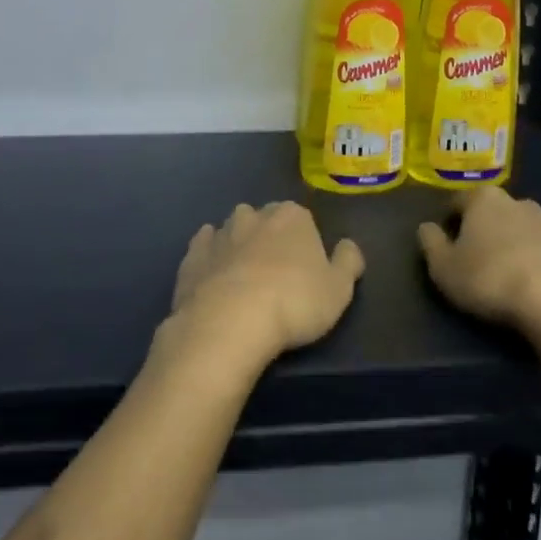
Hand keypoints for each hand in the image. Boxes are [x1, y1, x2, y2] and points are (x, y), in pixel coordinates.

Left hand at [166, 202, 363, 373]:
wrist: (228, 324)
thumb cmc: (293, 304)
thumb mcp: (339, 290)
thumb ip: (348, 262)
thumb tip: (348, 246)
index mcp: (292, 216)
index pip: (303, 219)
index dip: (305, 244)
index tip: (307, 270)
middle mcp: (254, 215)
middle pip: (266, 220)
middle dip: (270, 238)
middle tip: (277, 275)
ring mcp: (219, 234)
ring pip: (233, 231)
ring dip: (239, 246)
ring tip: (245, 280)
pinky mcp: (192, 257)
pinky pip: (204, 248)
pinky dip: (210, 258)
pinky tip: (215, 279)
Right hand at [418, 188, 540, 335]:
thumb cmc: (489, 280)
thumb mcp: (443, 268)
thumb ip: (430, 243)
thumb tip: (427, 227)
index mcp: (484, 200)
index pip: (459, 201)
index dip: (450, 220)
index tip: (447, 242)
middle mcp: (518, 201)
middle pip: (495, 210)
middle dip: (486, 227)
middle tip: (478, 256)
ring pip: (526, 225)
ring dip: (517, 238)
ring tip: (511, 268)